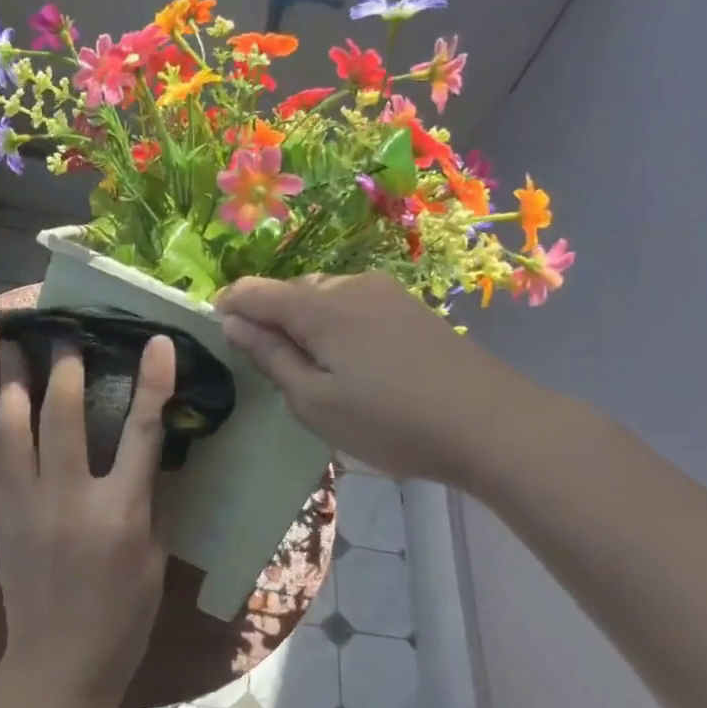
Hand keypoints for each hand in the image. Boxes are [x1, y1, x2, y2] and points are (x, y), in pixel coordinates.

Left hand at [0, 337, 176, 707]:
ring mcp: (26, 507)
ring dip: (11, 385)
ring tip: (11, 349)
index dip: (153, 383)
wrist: (60, 663)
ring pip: (11, 431)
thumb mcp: (155, 558)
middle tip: (61, 332)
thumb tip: (155, 453)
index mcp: (120, 511)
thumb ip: (153, 500)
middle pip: (63, 416)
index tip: (157, 343)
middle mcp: (69, 498)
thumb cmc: (123, 616)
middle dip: (63, 368)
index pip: (143, 432)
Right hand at [215, 273, 536, 489]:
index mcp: (318, 307)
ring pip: (324, 296)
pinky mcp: (409, 306)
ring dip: (305, 321)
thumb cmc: (389, 421)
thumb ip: (271, 357)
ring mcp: (385, 292)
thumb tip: (233, 323)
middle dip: (270, 317)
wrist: (489, 422)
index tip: (217, 329)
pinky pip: (354, 304)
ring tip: (313, 367)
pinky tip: (352, 361)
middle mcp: (349, 285)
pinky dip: (336, 324)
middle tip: (270, 364)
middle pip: (291, 291)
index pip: (255, 291)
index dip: (229, 305)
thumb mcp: (315, 402)